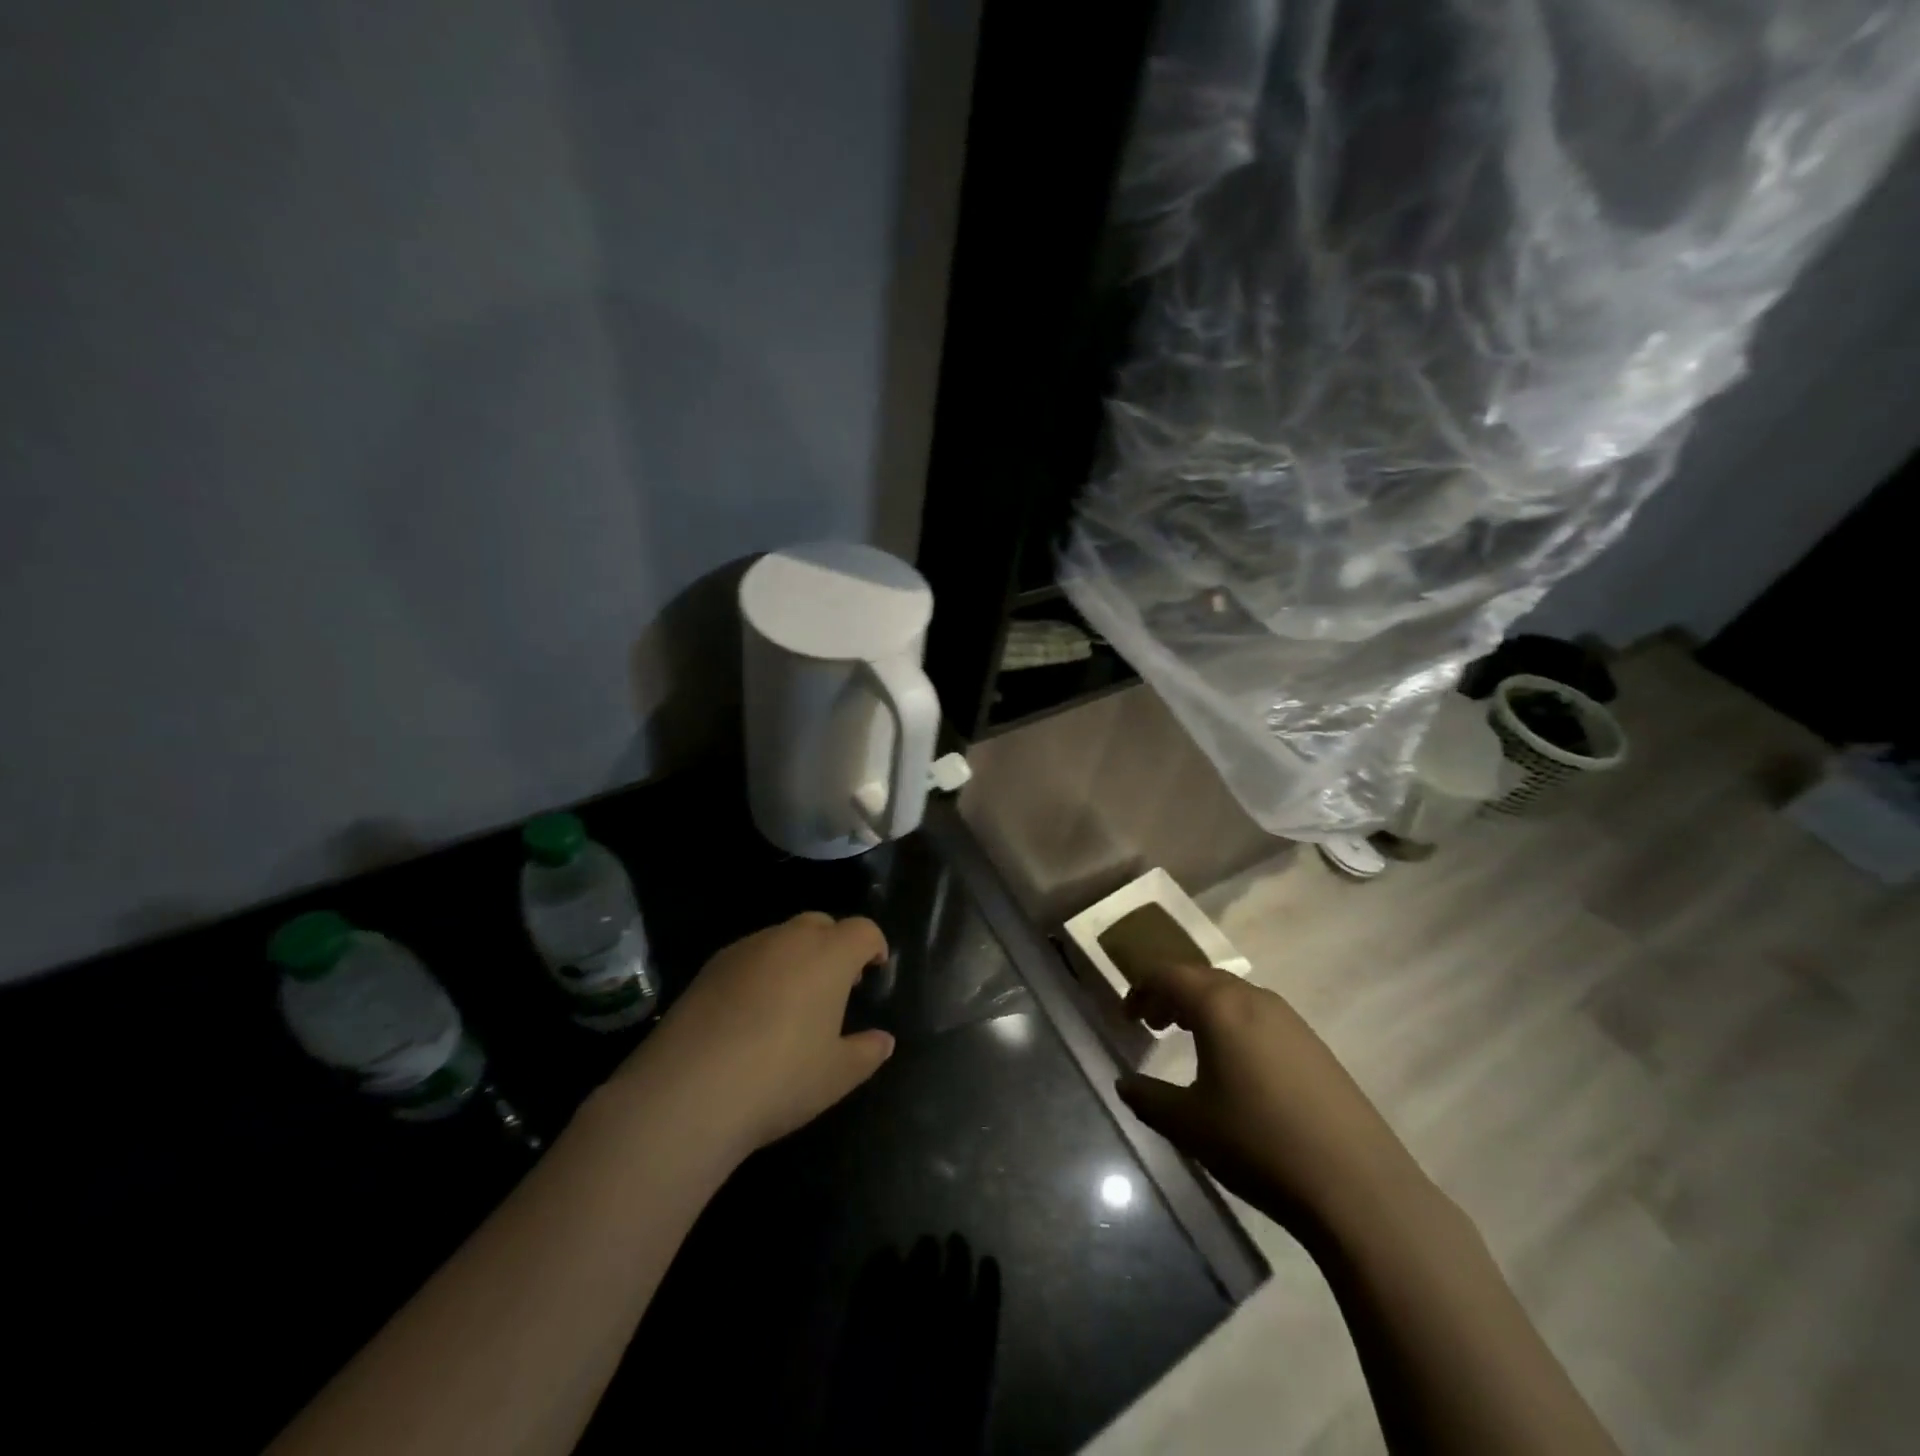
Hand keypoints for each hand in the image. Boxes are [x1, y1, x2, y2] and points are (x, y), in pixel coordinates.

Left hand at [612, 913, 894, 1157]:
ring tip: (792, 1002)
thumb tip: (883, 1041)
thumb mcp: (837, 1075)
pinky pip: (748, 956)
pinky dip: (760, 972)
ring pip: (781, 938)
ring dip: (795, 957)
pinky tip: (751, 1013)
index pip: (862, 930)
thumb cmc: (780, 1079)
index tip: (875, 968)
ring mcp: (744, 949)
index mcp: (828, 955)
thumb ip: (867, 1052)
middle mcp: (788, 939)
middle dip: (834, 945)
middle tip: (836, 985)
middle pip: (820, 924)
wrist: (687, 1092)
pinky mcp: (709, 968)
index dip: (873, 945)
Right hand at [1117, 962, 1426, 1232]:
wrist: (1358, 1187)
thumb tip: (1124, 1083)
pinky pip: (1260, 1015)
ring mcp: (1291, 1021)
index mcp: (1220, 1007)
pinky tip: (1236, 1064)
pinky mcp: (1314, 1046)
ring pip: (1234, 995)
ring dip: (1203, 1007)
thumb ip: (1148, 1098)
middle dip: (1171, 994)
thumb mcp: (1189, 1125)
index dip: (1141, 988)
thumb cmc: (1259, 1145)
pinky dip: (1233, 1023)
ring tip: (1189, 1039)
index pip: (1169, 975)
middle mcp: (1255, 1000)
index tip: (1127, 1015)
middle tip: (1152, 1023)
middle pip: (1202, 978)